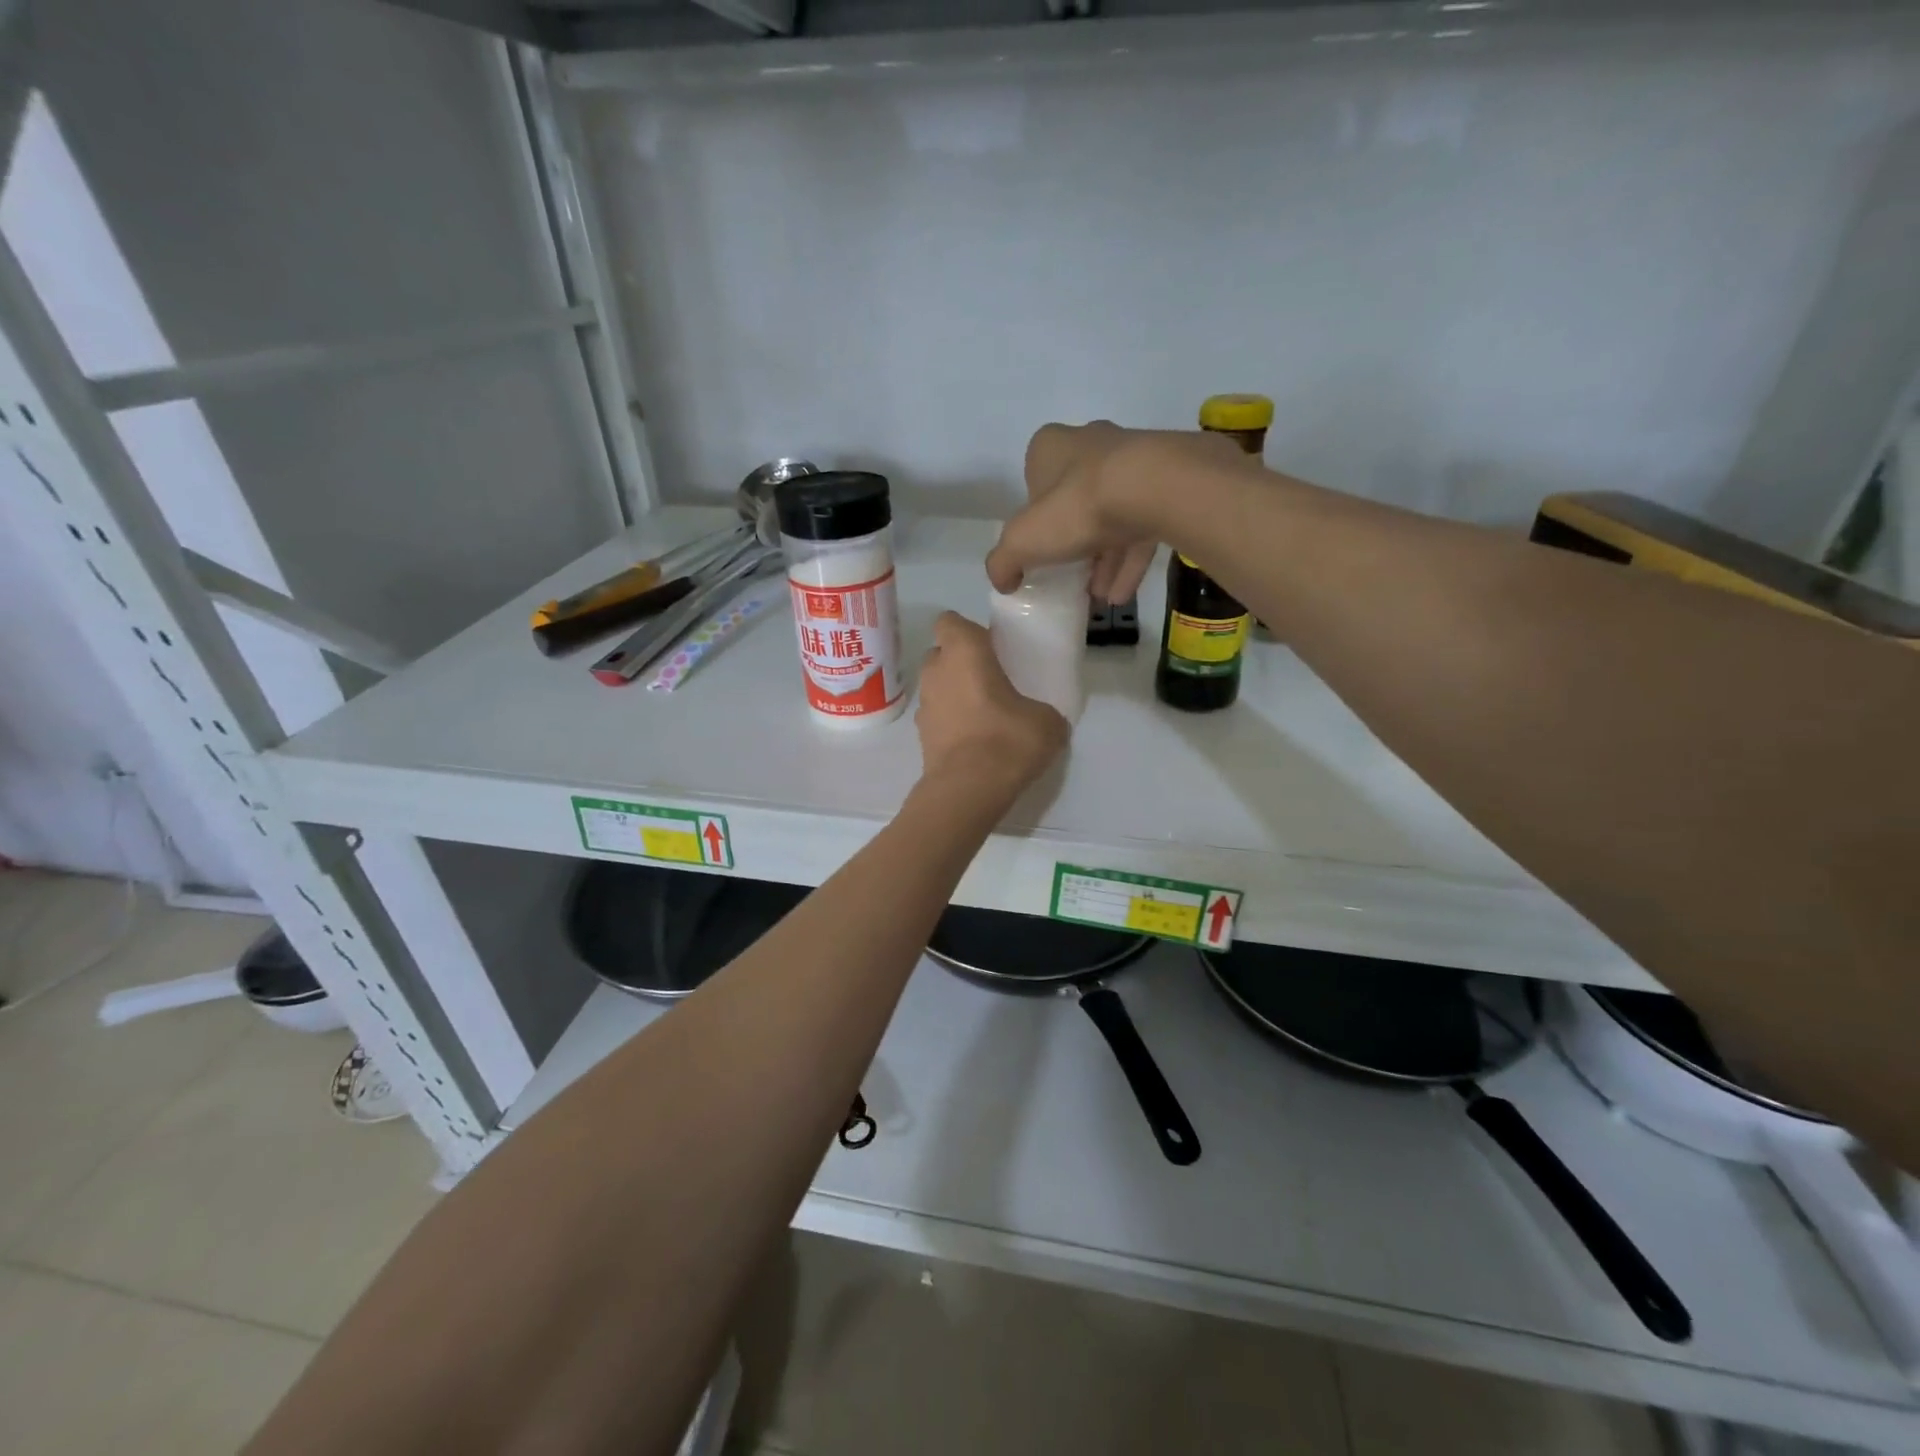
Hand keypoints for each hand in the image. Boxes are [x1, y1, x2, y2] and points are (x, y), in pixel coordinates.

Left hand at [915, 611, 1066, 799]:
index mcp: (963, 652)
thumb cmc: (1007, 740)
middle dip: (961, 661)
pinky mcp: (920, 735)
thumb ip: (1043, 709)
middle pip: (942, 653)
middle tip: (991, 679)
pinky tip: (974, 740)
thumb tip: (1043, 717)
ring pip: (937, 685)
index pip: (950, 621)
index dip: (968, 631)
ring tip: (984, 713)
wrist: (968, 790)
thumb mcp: (1047, 721)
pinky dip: (951, 720)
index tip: (991, 647)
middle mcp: (936, 670)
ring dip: (955, 692)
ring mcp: (924, 704)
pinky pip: (937, 715)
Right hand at [986, 422, 1241, 603]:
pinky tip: (1121, 596)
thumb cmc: (1076, 507)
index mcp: (1051, 447)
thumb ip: (1003, 561)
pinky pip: (1142, 528)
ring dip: (1103, 560)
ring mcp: (1133, 462)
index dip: (1034, 517)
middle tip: (1068, 576)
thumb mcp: (1022, 541)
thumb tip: (1002, 580)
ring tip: (1097, 596)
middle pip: (1075, 500)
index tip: (1038, 547)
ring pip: (1112, 516)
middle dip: (1072, 541)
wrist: (1155, 489)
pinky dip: (1130, 562)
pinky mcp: (1166, 485)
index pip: (1035, 481)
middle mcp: (1092, 445)